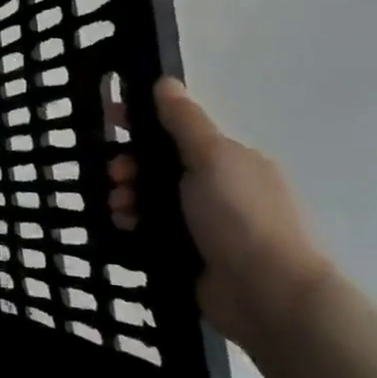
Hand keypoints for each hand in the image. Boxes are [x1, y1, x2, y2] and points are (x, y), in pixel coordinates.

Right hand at [110, 79, 334, 349]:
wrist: (268, 295)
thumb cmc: (240, 217)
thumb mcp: (212, 158)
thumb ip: (184, 122)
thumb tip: (165, 82)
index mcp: (229, 161)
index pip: (177, 130)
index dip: (143, 121)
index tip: (109, 118)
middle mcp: (218, 188)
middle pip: (159, 165)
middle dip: (129, 165)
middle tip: (115, 176)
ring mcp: (205, 224)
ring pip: (151, 198)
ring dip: (127, 196)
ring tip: (120, 210)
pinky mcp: (190, 253)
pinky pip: (150, 229)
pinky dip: (133, 224)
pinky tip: (123, 228)